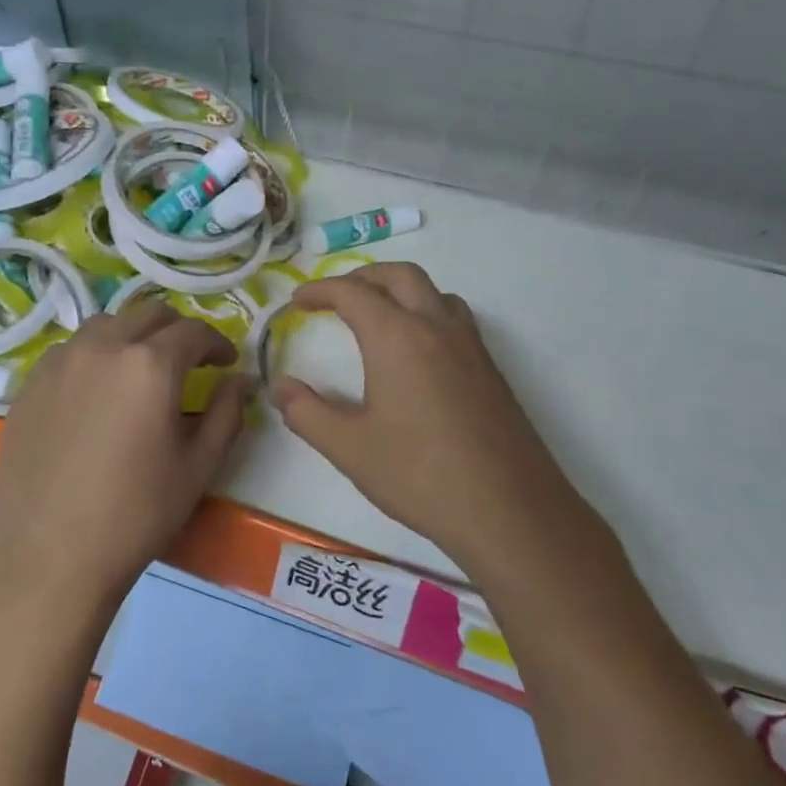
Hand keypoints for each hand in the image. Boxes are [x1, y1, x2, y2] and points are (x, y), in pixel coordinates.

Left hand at [0, 301, 256, 616]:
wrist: (49, 557)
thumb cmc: (136, 515)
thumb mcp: (198, 466)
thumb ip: (228, 412)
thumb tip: (241, 379)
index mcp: (149, 365)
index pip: (194, 331)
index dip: (218, 343)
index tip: (227, 363)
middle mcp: (102, 347)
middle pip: (148, 313)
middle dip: (177, 331)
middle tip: (189, 363)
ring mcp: (58, 362)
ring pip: (105, 325)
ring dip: (133, 336)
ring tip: (140, 371)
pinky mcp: (28, 384)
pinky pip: (70, 350)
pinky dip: (95, 355)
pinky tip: (97, 392)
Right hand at [271, 263, 578, 569]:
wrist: (507, 509)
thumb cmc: (419, 475)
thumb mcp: (349, 448)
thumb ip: (306, 412)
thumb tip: (278, 386)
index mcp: (397, 337)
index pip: (352, 293)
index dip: (320, 290)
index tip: (297, 302)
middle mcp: (436, 327)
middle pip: (400, 276)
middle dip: (363, 276)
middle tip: (336, 297)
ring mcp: (471, 346)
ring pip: (434, 293)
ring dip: (401, 290)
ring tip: (379, 316)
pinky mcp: (491, 369)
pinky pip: (455, 319)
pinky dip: (427, 313)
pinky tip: (418, 352)